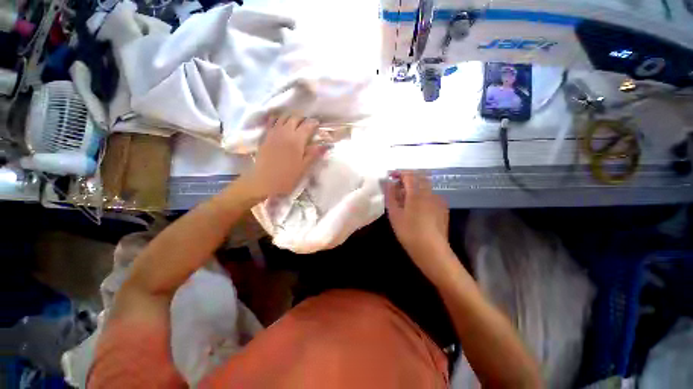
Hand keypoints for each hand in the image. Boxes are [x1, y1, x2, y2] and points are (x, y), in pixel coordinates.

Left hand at [247, 114, 327, 198]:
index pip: (307, 126)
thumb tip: (325, 145)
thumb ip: (314, 154)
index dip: (313, 123)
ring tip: (295, 122)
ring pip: (282, 118)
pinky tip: (281, 124)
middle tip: (307, 124)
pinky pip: (272, 122)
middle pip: (294, 118)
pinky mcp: (265, 137)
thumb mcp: (304, 167)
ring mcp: (273, 133)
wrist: (265, 182)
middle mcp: (285, 133)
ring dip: (290, 117)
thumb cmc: (287, 177)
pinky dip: (278, 120)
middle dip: (302, 118)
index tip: (317, 123)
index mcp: (296, 140)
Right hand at [386, 171, 451, 276]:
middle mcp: (430, 192)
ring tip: (405, 197)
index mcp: (417, 192)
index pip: (409, 174)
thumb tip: (388, 182)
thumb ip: (390, 195)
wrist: (432, 251)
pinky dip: (422, 194)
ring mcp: (438, 199)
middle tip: (397, 186)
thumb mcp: (394, 214)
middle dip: (408, 178)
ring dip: (415, 186)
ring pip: (426, 185)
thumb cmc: (409, 232)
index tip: (391, 176)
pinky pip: (431, 194)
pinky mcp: (443, 208)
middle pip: (420, 177)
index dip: (399, 172)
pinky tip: (417, 207)